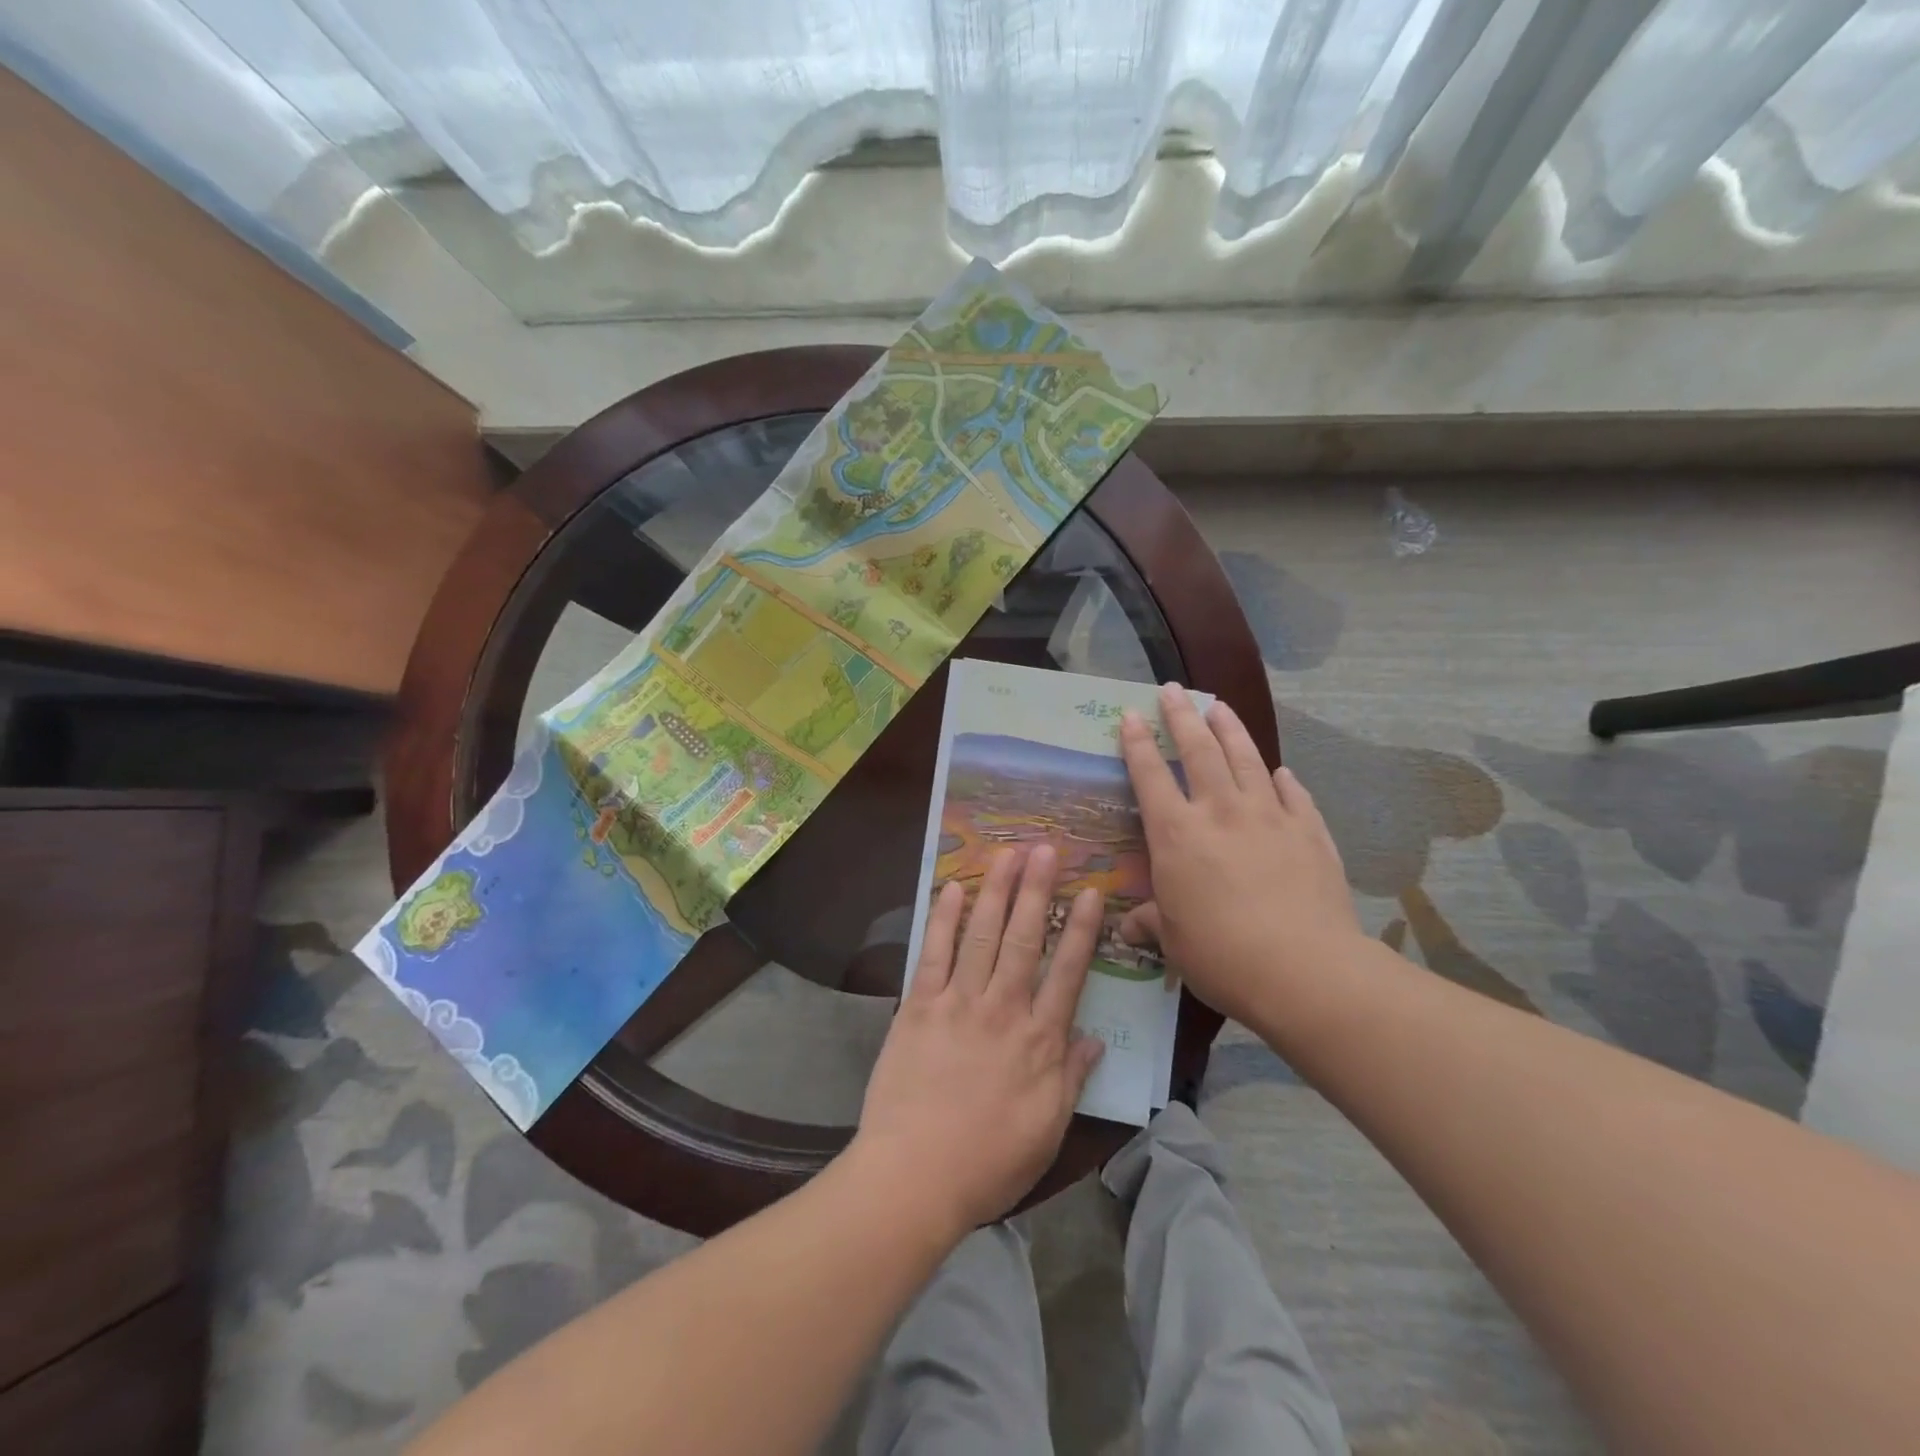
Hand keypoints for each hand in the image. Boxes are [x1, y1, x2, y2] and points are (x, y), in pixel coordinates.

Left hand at [852, 844, 1104, 1234]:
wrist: (914, 1176)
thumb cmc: (987, 1163)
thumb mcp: (1046, 1131)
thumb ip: (1070, 1078)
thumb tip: (1093, 1039)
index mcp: (1039, 1041)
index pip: (1068, 972)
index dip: (1081, 929)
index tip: (1091, 892)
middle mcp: (1003, 1009)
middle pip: (1024, 938)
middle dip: (1037, 890)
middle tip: (1046, 849)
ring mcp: (959, 1003)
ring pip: (982, 934)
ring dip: (996, 890)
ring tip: (1007, 854)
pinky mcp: (920, 1006)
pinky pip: (934, 953)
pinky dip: (945, 919)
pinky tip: (954, 889)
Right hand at [1117, 684, 1361, 1025]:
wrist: (1305, 970)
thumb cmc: (1223, 956)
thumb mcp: (1174, 943)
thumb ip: (1151, 923)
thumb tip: (1129, 927)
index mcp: (1177, 834)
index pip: (1151, 776)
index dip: (1137, 743)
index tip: (1130, 715)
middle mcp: (1220, 812)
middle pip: (1199, 750)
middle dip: (1182, 716)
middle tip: (1173, 689)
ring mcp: (1269, 817)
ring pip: (1246, 759)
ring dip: (1231, 729)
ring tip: (1220, 706)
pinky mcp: (1309, 831)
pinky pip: (1294, 794)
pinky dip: (1283, 779)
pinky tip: (1281, 771)